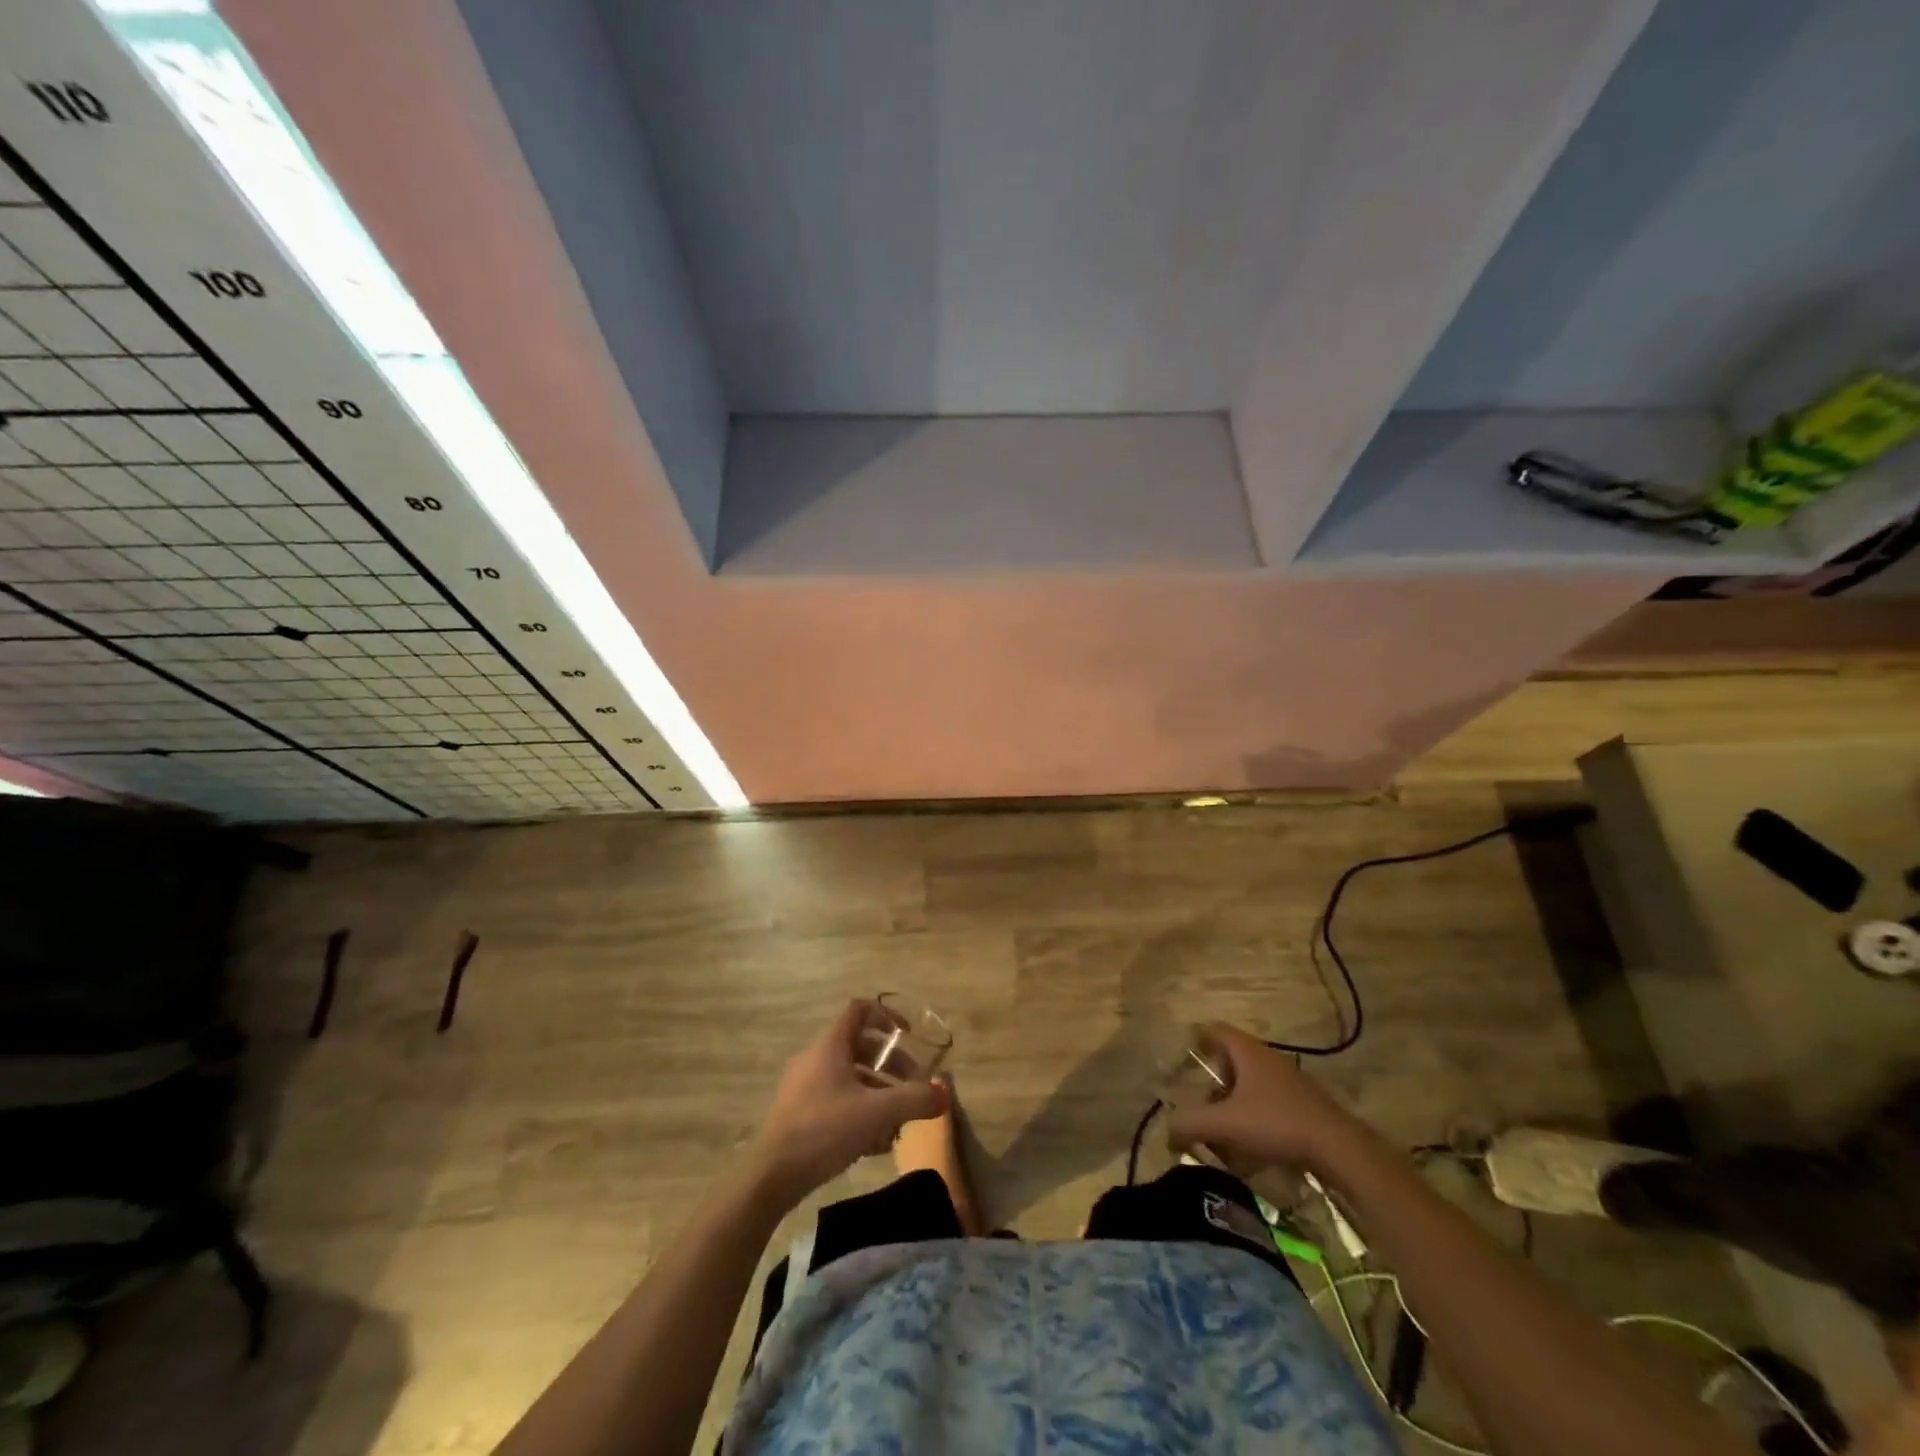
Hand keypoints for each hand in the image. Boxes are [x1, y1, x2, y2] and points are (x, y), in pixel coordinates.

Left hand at [747, 1001, 947, 1206]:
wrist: (772, 1176)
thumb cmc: (824, 1130)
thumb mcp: (877, 1113)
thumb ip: (914, 1100)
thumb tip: (944, 1093)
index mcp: (830, 1045)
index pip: (859, 1010)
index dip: (886, 1016)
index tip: (908, 1036)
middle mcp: (815, 1058)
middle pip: (859, 1046)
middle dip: (890, 1063)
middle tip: (911, 1084)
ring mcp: (804, 1086)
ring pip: (849, 1077)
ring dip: (877, 1090)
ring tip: (898, 1118)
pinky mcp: (799, 1114)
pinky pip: (837, 1100)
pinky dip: (859, 1110)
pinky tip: (876, 1141)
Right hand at [1166, 1023, 1365, 1173]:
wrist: (1338, 1147)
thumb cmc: (1277, 1123)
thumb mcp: (1226, 1124)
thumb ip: (1191, 1124)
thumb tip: (1166, 1130)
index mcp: (1247, 1051)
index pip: (1215, 1029)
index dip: (1196, 1039)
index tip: (1183, 1058)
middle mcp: (1268, 1056)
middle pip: (1232, 1055)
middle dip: (1215, 1075)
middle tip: (1201, 1098)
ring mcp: (1290, 1077)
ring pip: (1253, 1078)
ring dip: (1236, 1095)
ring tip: (1225, 1122)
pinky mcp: (1304, 1100)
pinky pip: (1271, 1096)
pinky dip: (1256, 1109)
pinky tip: (1254, 1138)